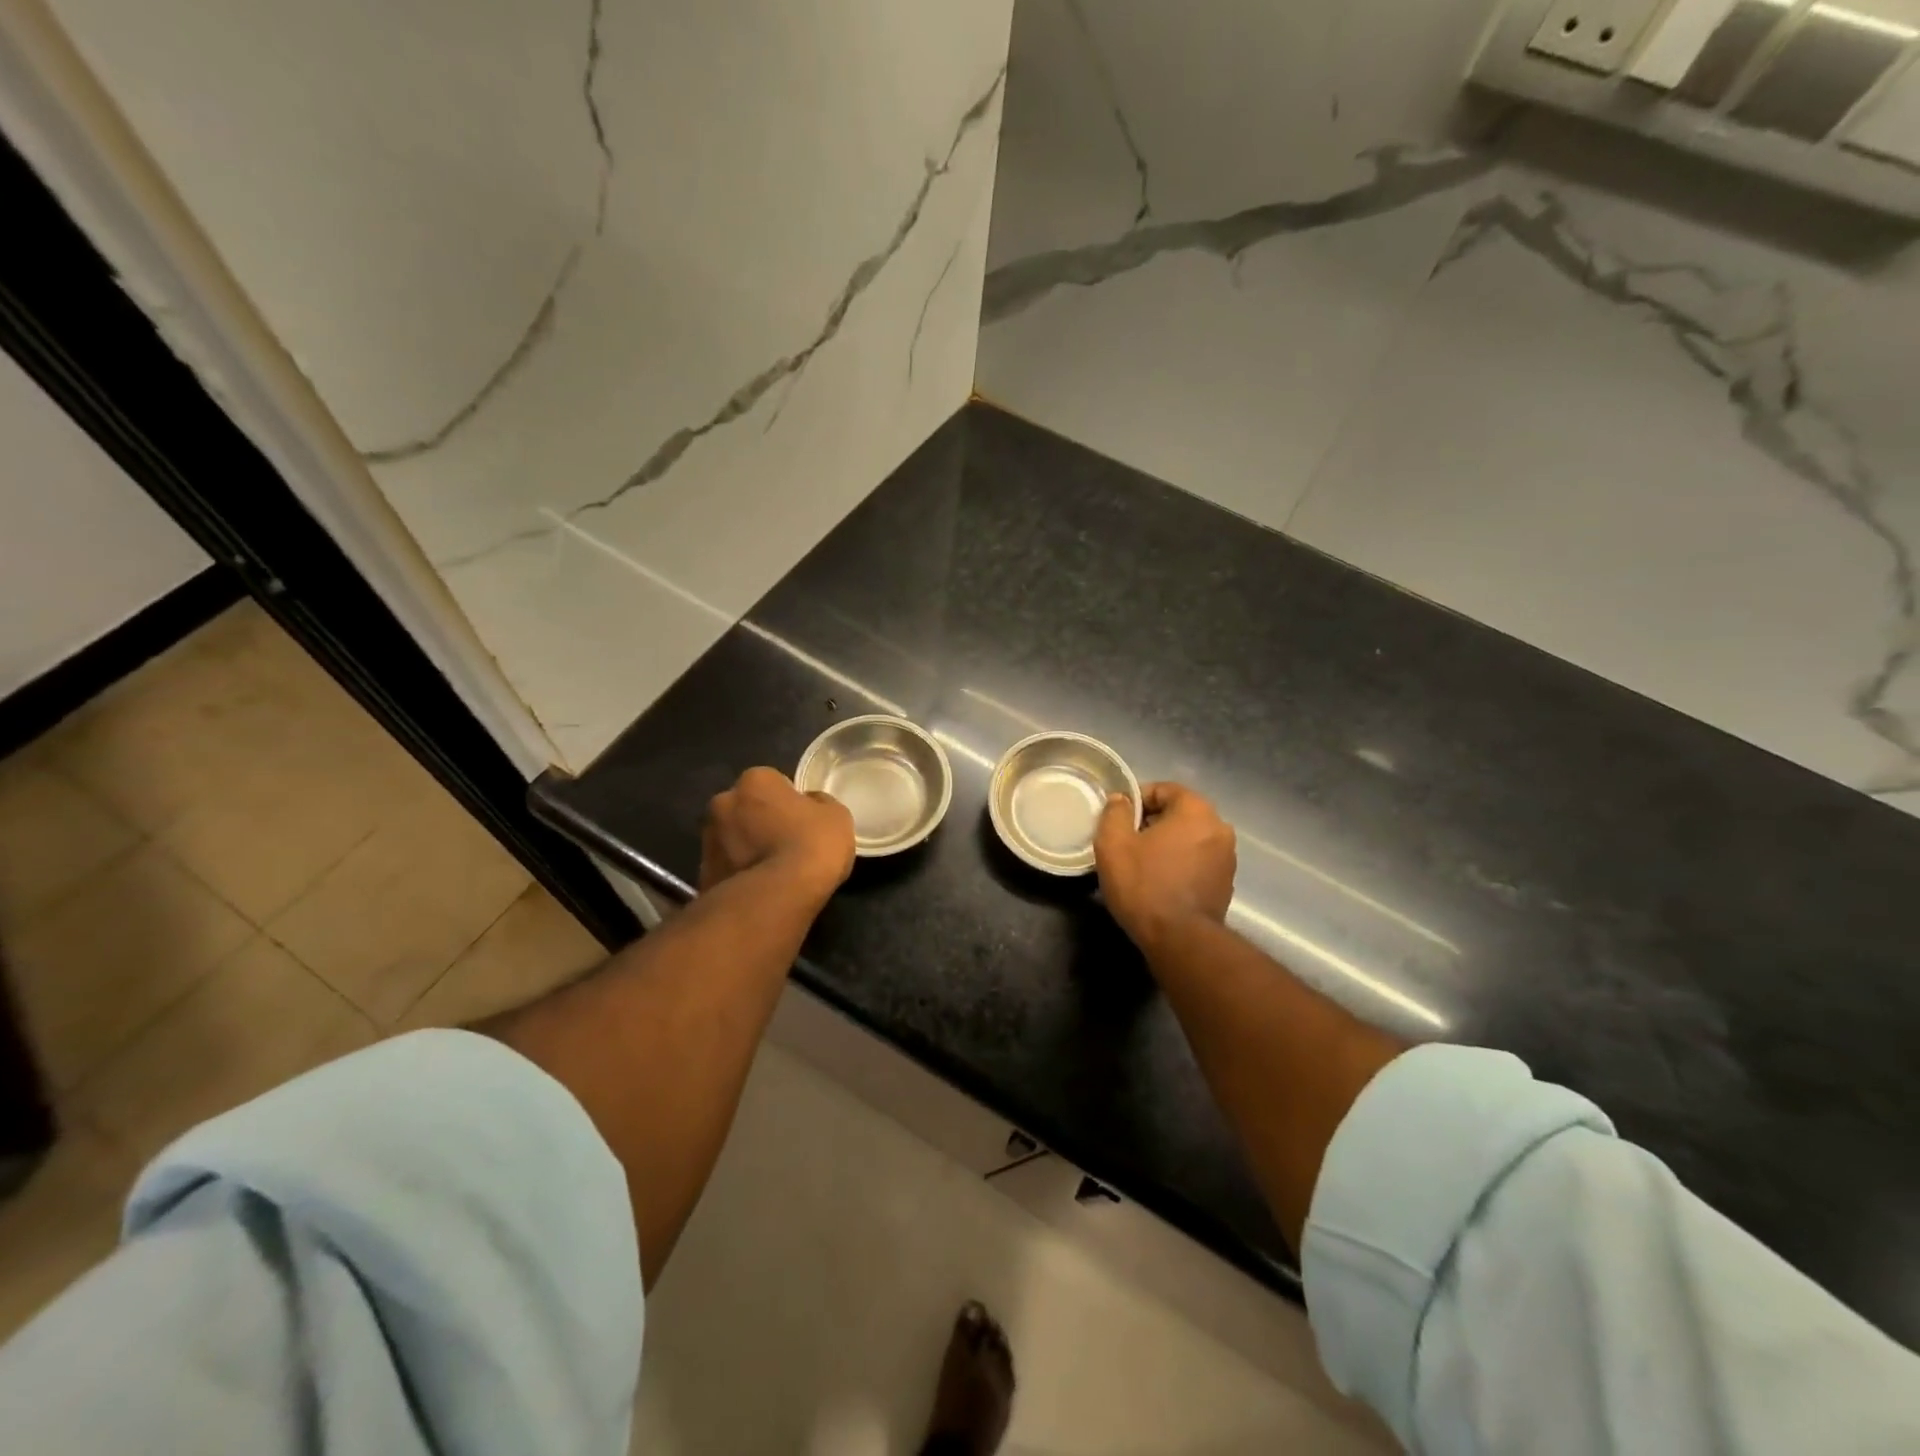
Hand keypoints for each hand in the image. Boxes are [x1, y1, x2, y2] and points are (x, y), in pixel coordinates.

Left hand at [700, 767, 854, 901]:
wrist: (777, 897)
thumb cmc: (811, 845)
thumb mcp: (836, 816)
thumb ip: (819, 804)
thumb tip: (809, 805)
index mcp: (755, 780)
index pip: (773, 782)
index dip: (788, 801)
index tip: (801, 820)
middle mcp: (723, 801)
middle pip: (745, 807)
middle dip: (759, 821)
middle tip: (784, 843)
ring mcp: (707, 839)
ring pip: (731, 838)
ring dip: (746, 847)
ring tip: (772, 871)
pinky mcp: (702, 874)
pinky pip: (726, 868)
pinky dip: (738, 874)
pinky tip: (760, 889)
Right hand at [1093, 782, 1235, 950]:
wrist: (1180, 940)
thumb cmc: (1145, 884)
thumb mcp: (1114, 843)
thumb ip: (1115, 812)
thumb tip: (1121, 800)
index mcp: (1196, 810)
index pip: (1164, 789)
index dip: (1136, 800)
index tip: (1117, 820)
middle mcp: (1219, 828)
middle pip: (1178, 813)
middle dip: (1151, 823)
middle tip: (1125, 842)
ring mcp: (1227, 858)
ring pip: (1189, 838)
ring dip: (1166, 845)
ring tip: (1141, 865)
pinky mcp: (1226, 884)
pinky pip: (1197, 861)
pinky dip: (1179, 865)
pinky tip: (1159, 883)